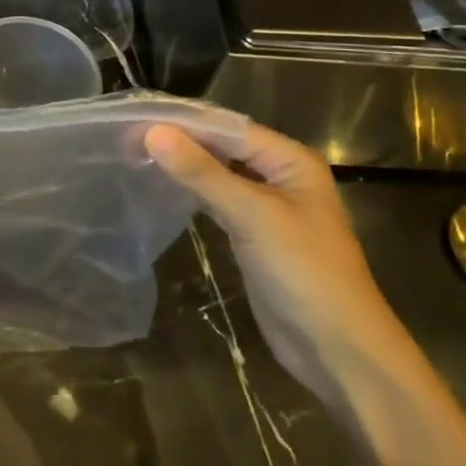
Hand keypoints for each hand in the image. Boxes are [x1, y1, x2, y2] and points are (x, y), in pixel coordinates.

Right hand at [145, 120, 407, 403]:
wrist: (336, 349)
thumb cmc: (303, 271)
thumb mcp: (252, 215)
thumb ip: (202, 172)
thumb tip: (153, 132)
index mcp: (291, 161)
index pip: (230, 128)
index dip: (186, 121)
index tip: (138, 116)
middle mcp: (281, 177)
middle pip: (224, 148)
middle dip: (182, 142)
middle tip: (129, 135)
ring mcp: (268, 208)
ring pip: (219, 175)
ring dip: (184, 166)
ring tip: (137, 154)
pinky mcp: (253, 236)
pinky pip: (218, 202)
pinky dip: (192, 193)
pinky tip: (162, 188)